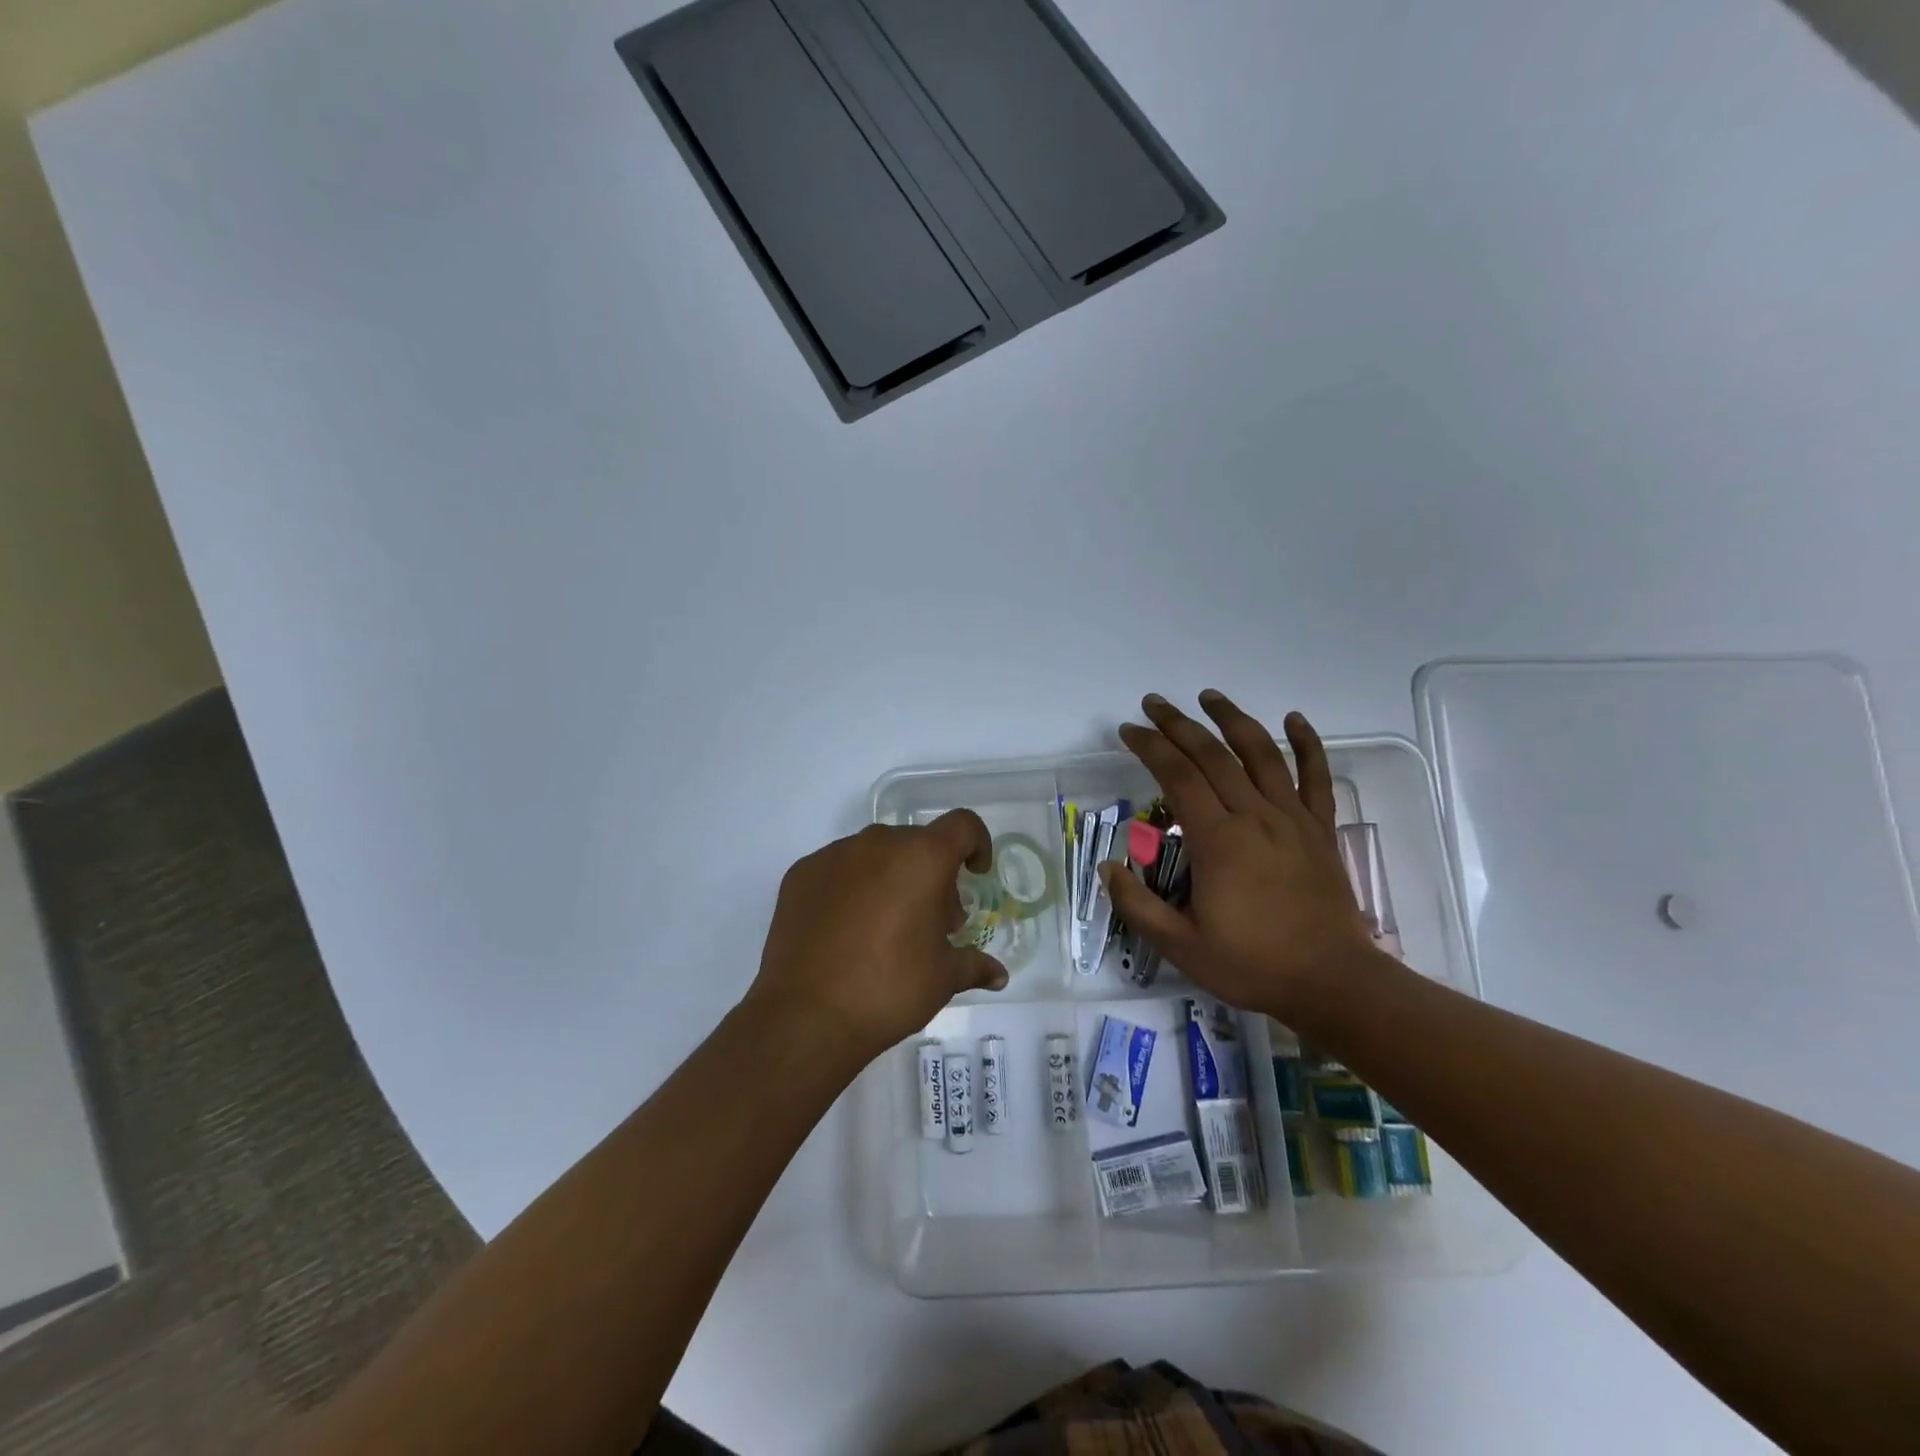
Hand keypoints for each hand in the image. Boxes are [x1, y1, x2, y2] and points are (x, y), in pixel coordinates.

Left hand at [746, 813, 1008, 1067]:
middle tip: (931, 921)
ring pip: (876, 854)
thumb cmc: (889, 990)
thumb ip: (973, 965)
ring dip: (890, 878)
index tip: (974, 875)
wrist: (806, 1016)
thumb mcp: (942, 979)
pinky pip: (839, 869)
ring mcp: (834, 855)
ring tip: (885, 927)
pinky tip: (846, 931)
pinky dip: (851, 887)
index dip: (976, 844)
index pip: (962, 825)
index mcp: (922, 858)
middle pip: (917, 843)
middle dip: (931, 874)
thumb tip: (998, 975)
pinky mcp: (801, 873)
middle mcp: (878, 844)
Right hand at [1103, 692, 1379, 1019]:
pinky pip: (1316, 778)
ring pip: (1261, 754)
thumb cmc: (1252, 965)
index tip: (1129, 730)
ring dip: (1233, 720)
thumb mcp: (1181, 946)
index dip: (1150, 746)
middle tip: (1154, 703)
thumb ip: (1138, 905)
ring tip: (1209, 696)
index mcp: (1218, 840)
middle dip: (1179, 724)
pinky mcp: (1320, 830)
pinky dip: (1307, 744)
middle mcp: (1254, 816)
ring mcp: (1292, 819)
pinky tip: (1294, 719)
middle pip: (1213, 755)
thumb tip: (1106, 867)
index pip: (1177, 776)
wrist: (1333, 982)